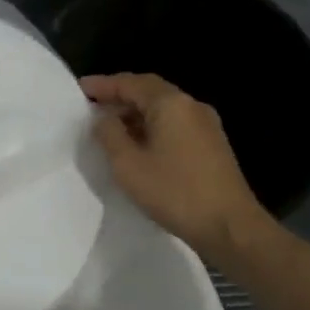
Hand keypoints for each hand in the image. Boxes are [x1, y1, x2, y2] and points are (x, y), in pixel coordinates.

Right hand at [82, 72, 270, 263]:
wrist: (230, 226)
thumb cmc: (174, 192)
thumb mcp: (128, 165)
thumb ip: (110, 135)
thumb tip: (103, 118)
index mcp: (170, 104)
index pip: (131, 83)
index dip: (103, 84)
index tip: (80, 89)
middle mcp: (191, 106)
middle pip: (149, 91)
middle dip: (120, 96)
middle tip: (92, 105)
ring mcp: (206, 125)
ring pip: (163, 109)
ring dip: (135, 113)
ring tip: (110, 127)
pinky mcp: (212, 144)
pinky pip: (175, 124)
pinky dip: (152, 126)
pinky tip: (138, 144)